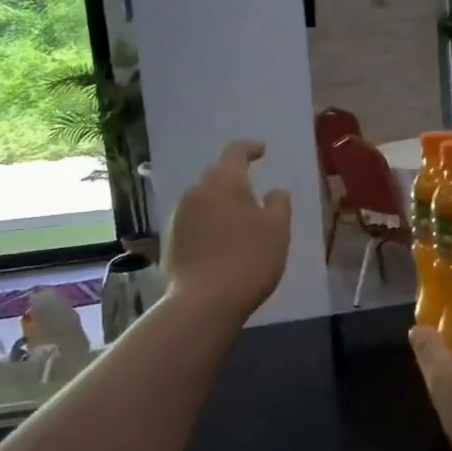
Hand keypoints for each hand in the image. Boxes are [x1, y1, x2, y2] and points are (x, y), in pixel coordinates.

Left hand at [163, 141, 291, 324]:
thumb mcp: (278, 230)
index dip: (250, 148)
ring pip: (203, 198)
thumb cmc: (249, 259)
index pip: (235, 152)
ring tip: (238, 216)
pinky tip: (220, 239)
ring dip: (220, 201)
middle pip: (216, 174)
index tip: (262, 151)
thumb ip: (279, 204)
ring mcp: (179, 215)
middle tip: (252, 188)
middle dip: (234, 176)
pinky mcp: (171, 239)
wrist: (204, 302)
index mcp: (224, 181)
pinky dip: (209, 221)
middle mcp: (196, 191)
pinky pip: (194, 219)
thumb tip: (275, 190)